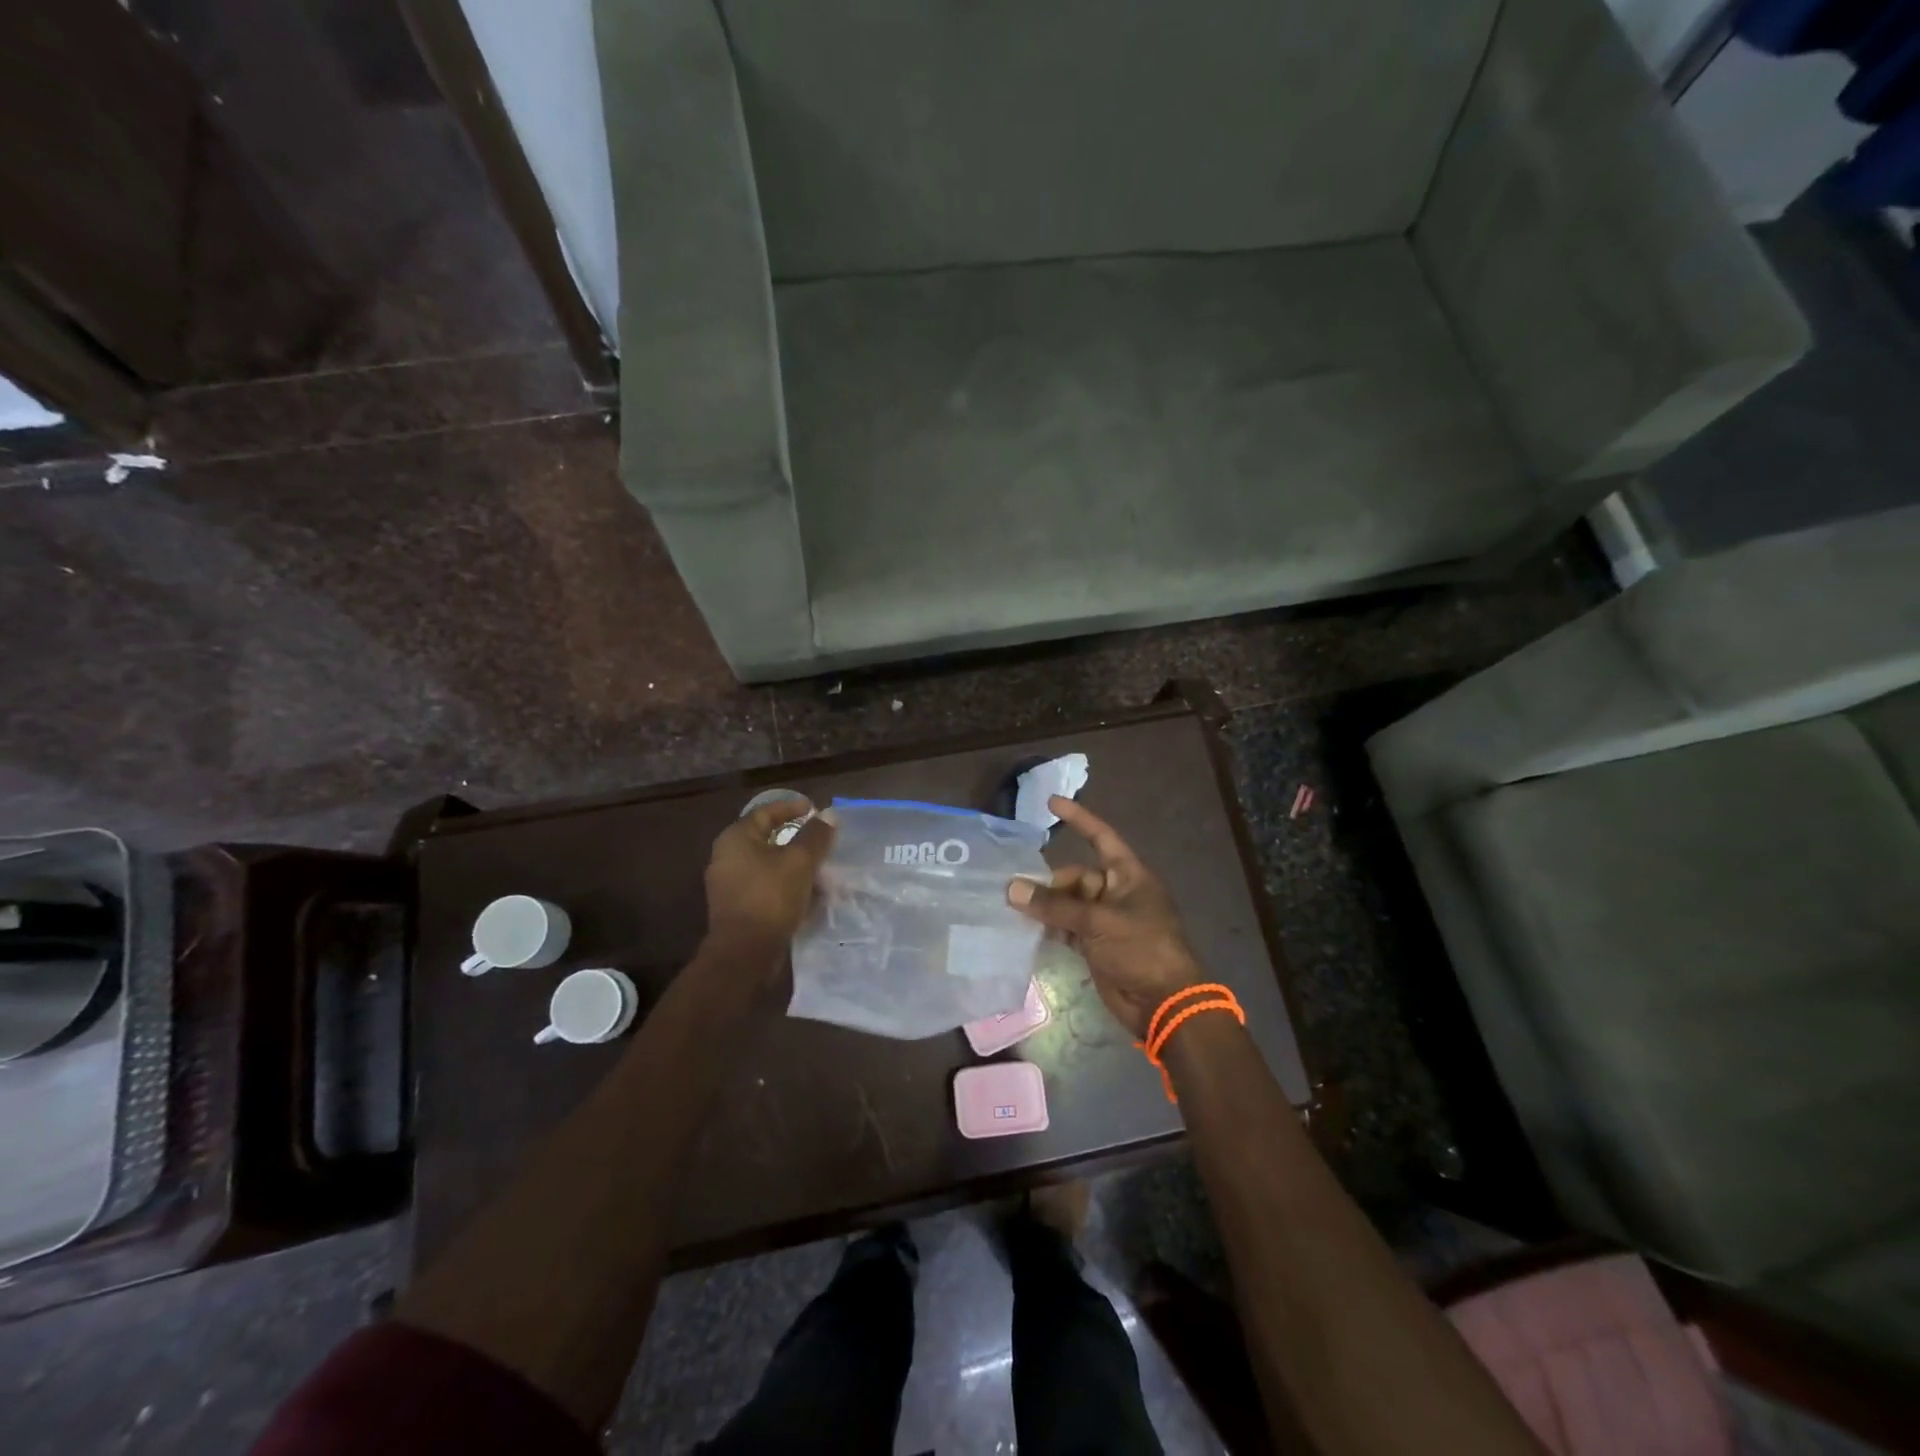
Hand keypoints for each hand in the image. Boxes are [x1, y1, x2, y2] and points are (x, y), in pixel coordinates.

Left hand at [702, 799, 836, 981]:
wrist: (744, 953)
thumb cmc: (770, 897)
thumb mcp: (800, 861)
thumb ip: (815, 836)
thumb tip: (828, 815)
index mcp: (736, 838)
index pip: (765, 812)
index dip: (791, 807)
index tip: (814, 809)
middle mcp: (726, 857)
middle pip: (766, 838)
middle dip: (796, 838)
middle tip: (820, 839)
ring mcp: (729, 884)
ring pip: (767, 864)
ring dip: (793, 864)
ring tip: (820, 868)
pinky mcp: (737, 908)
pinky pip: (765, 886)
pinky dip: (786, 884)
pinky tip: (808, 893)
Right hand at [1007, 798, 1203, 1038]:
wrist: (1164, 1003)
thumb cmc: (1141, 949)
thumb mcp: (1098, 922)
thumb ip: (1055, 906)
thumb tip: (1012, 888)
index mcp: (1128, 875)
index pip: (1100, 837)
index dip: (1078, 819)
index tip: (1051, 802)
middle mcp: (1116, 893)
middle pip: (1076, 876)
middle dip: (1049, 883)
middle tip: (1016, 892)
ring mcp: (1106, 920)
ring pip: (1068, 903)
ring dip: (1045, 906)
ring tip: (1013, 908)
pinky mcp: (1096, 945)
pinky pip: (1067, 927)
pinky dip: (1050, 927)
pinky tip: (1026, 929)